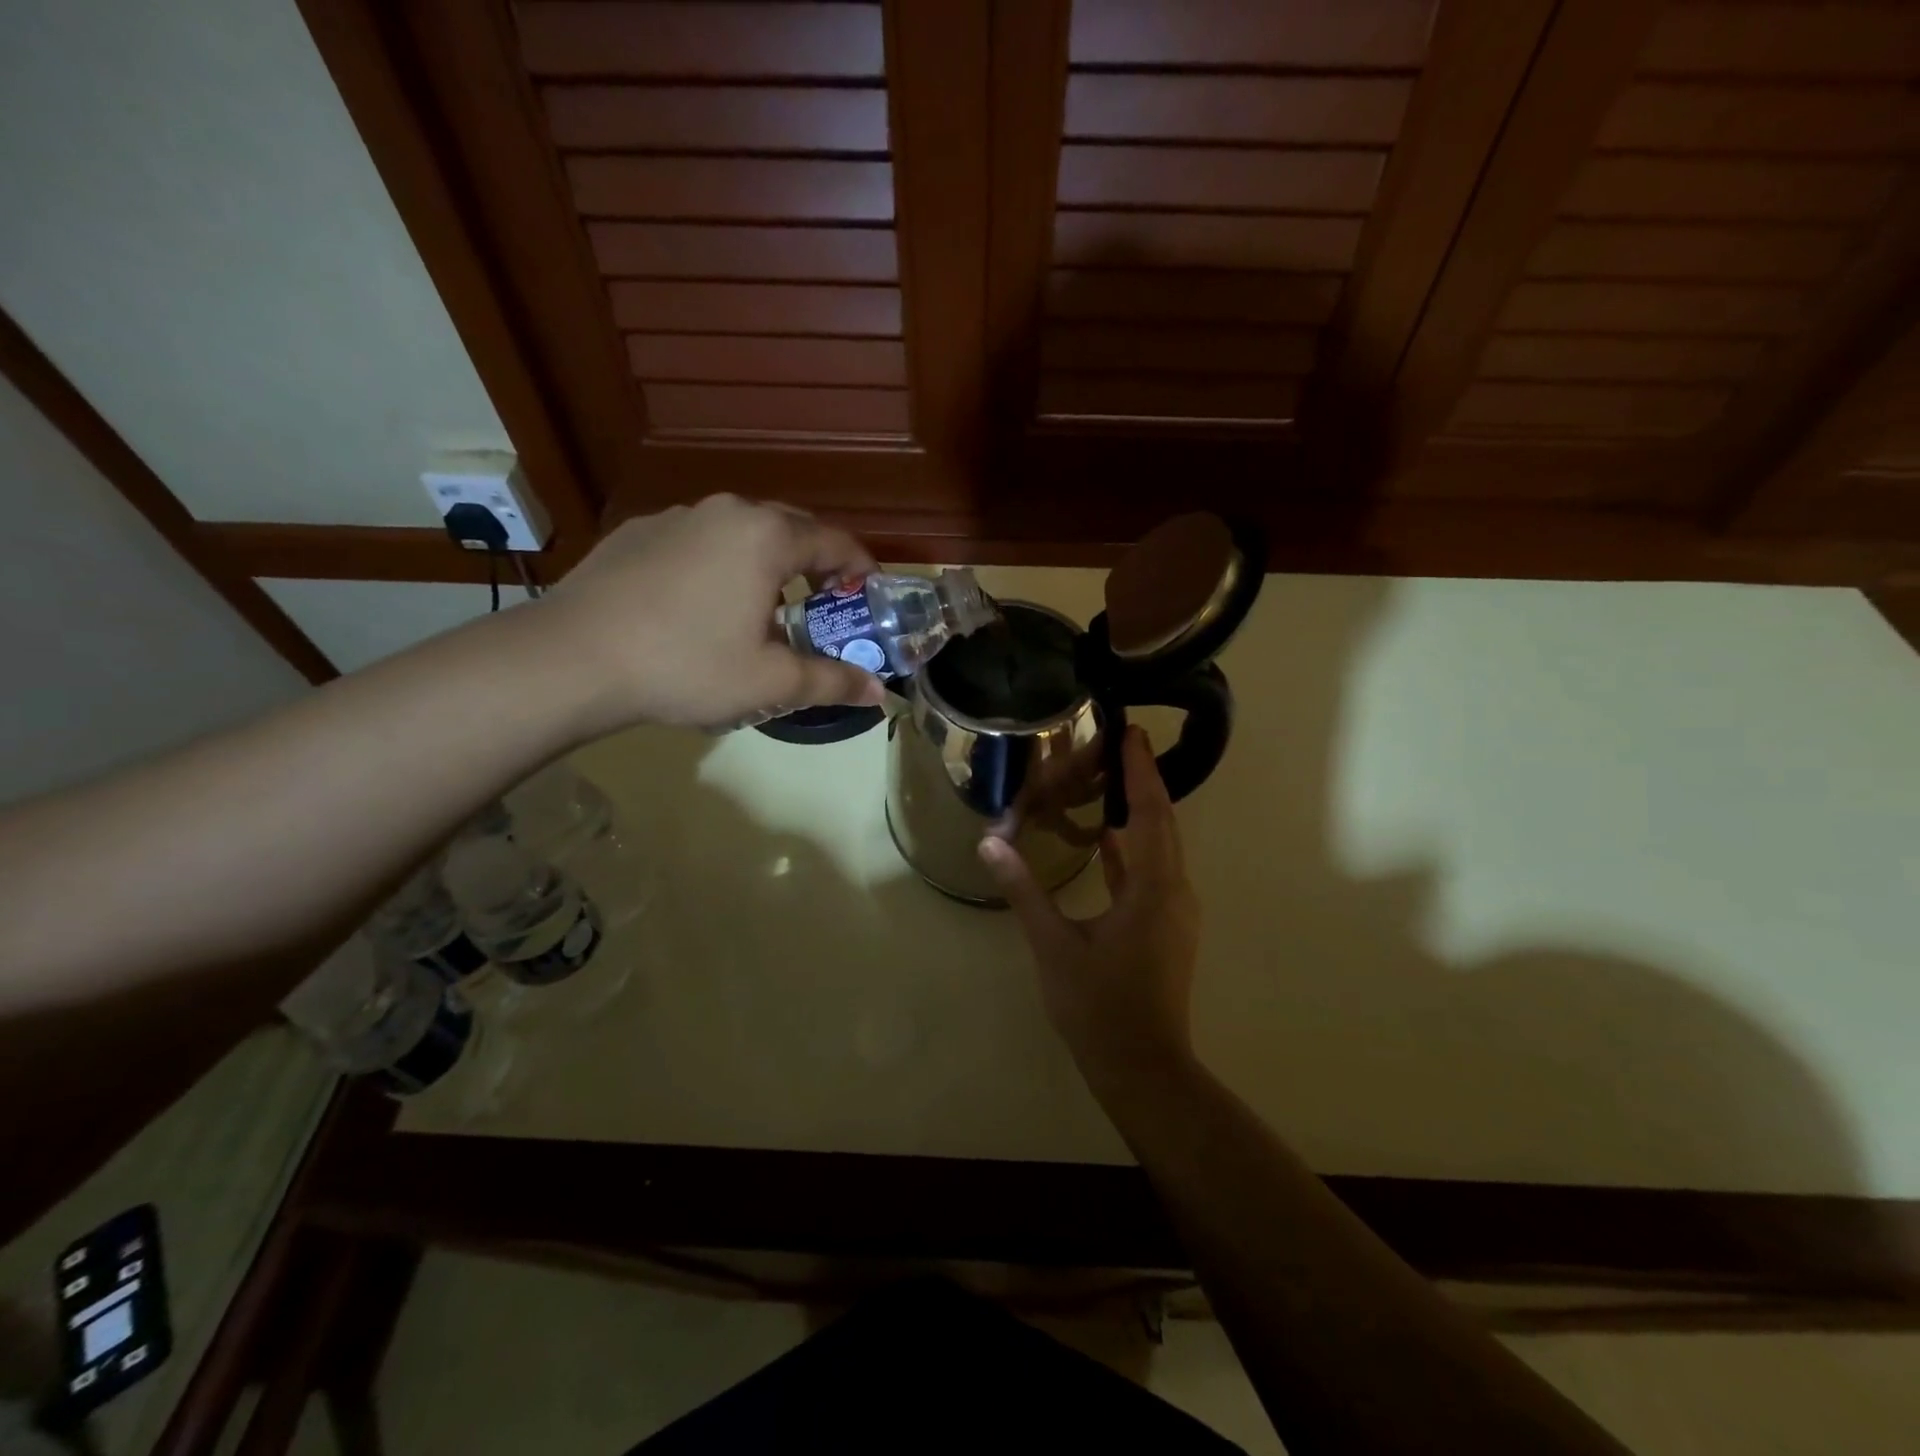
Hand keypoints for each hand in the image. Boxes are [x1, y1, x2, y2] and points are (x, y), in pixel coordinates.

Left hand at [538, 495, 887, 730]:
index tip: (870, 596)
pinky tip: (702, 606)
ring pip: (742, 533)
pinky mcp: (637, 532)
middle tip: (824, 606)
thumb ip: (831, 682)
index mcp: (767, 537)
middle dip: (816, 564)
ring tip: (763, 608)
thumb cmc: (687, 665)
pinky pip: (698, 541)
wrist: (573, 658)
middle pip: (791, 529)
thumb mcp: (770, 682)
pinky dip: (719, 564)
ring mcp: (677, 517)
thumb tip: (878, 691)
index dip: (862, 568)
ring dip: (766, 563)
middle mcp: (727, 512)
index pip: (835, 541)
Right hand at [978, 726, 1200, 1086]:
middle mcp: (1174, 891)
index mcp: (1154, 888)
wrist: (1143, 1068)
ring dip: (1140, 814)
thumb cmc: (1098, 1006)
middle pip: (1162, 824)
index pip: (1151, 813)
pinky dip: (1133, 849)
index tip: (1133, 731)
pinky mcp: (1165, 928)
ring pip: (1160, 848)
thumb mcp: (1054, 945)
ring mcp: (1174, 911)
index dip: (1142, 770)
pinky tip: (1107, 839)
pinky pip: (1152, 873)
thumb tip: (990, 842)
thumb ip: (1023, 890)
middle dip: (1143, 782)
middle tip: (1120, 744)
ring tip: (1110, 780)